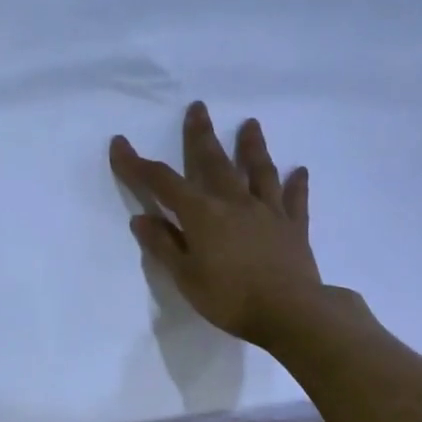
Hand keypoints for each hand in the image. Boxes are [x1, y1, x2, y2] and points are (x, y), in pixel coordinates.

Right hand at [109, 102, 323, 346]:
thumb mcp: (186, 277)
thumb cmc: (230, 299)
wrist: (290, 313)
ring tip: (250, 124)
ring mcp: (268, 212)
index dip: (138, 164)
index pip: (163, 183)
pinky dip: (297, 184)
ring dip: (252, 147)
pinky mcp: (294, 227)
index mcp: (202, 215)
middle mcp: (235, 203)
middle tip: (198, 108)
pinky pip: (295, 200)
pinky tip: (301, 171)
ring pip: (259, 171)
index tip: (120, 143)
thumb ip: (164, 246)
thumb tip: (141, 218)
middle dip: (201, 135)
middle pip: (214, 162)